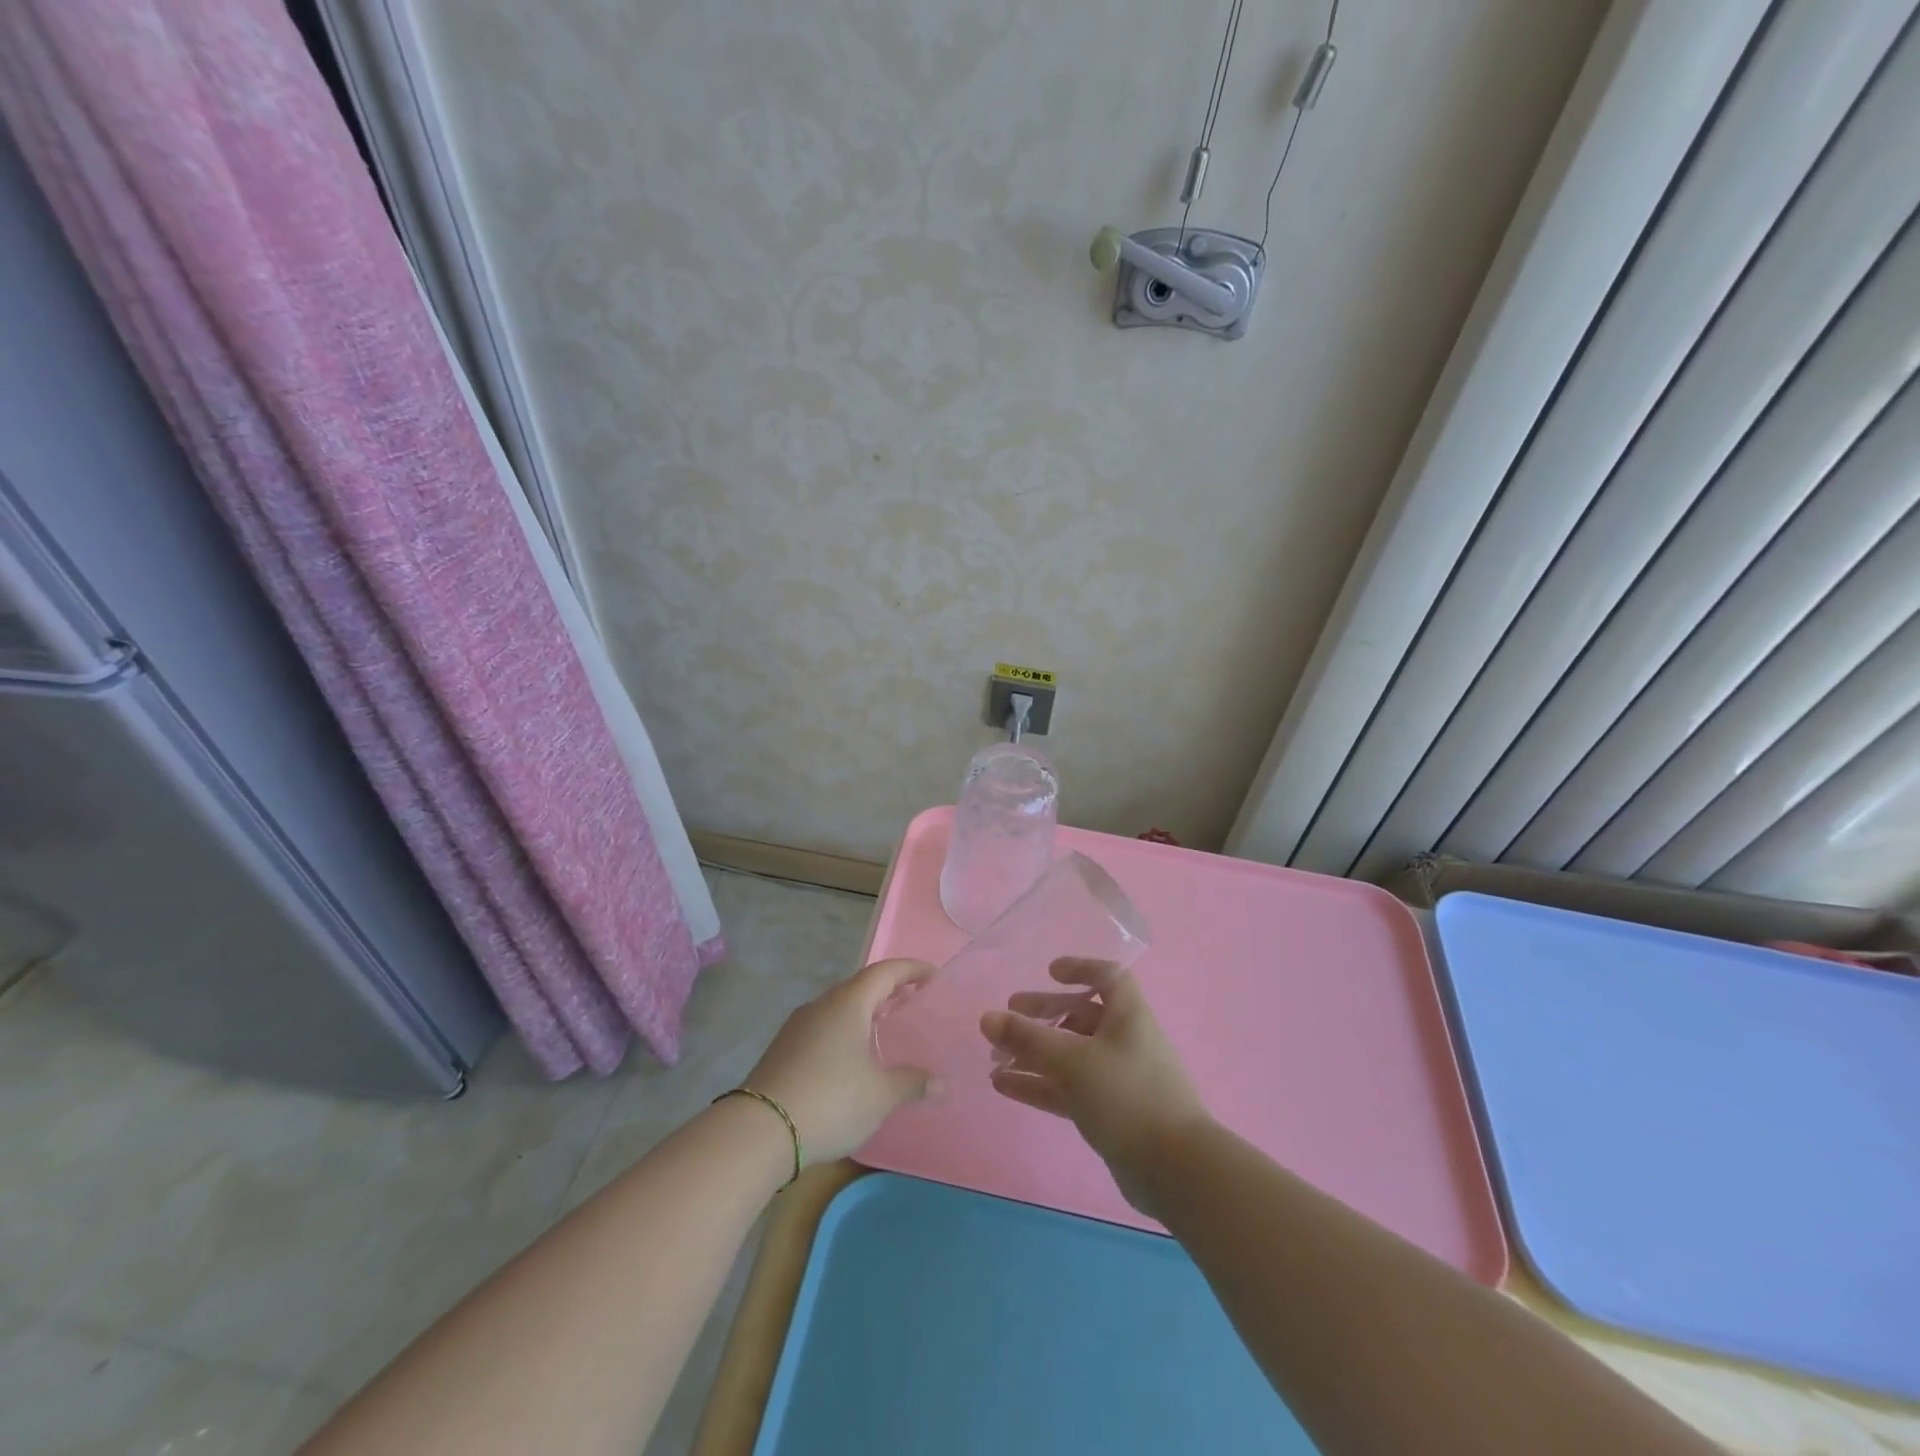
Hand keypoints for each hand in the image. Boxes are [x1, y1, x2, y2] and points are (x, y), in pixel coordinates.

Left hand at [745, 958, 936, 1165]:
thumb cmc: (830, 1100)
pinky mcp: (783, 1049)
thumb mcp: (880, 1095)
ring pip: (838, 1008)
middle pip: (860, 986)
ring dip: (864, 1012)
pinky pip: (823, 1028)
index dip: (911, 970)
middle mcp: (822, 1005)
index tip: (933, 976)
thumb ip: (911, 1083)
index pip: (885, 972)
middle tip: (912, 1002)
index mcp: (848, 1003)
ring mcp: (797, 1026)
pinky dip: (845, 1031)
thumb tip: (940, 1083)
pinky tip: (851, 1058)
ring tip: (884, 1030)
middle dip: (887, 991)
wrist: (759, 1131)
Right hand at [980, 957, 1208, 1217]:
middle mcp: (1124, 1040)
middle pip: (1081, 1015)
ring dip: (1034, 1053)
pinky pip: (1067, 1088)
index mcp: (1128, 1015)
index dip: (1081, 968)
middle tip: (1009, 1015)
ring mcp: (1117, 1078)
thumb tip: (986, 1018)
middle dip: (1044, 1013)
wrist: (1175, 1169)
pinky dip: (1038, 1084)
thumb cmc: (1127, 1095)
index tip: (1049, 972)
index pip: (1108, 977)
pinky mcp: (1109, 1112)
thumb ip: (1028, 1039)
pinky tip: (1003, 1086)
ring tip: (994, 1057)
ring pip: (1070, 1055)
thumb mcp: (1073, 1061)